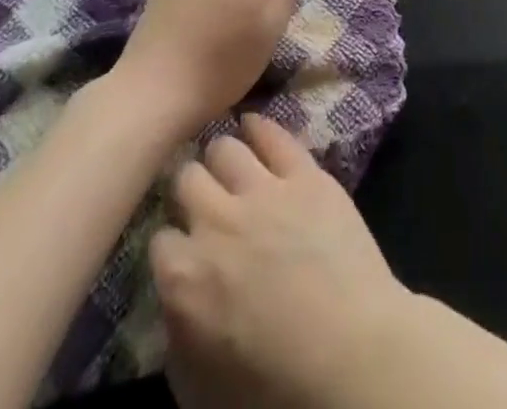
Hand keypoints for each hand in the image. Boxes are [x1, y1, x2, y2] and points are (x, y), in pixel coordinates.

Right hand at [150, 116, 409, 407]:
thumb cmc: (272, 385)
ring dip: (222, 155)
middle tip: (202, 195)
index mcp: (183, 276)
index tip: (182, 244)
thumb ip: (177, 331)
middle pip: (187, 179)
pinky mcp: (305, 173)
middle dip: (190, 186)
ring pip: (225, 148)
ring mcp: (263, 190)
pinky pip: (274, 135)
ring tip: (227, 159)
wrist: (348, 350)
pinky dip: (259, 126)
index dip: (172, 241)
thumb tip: (175, 298)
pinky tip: (253, 123)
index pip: (159, 239)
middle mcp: (215, 221)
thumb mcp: (198, 385)